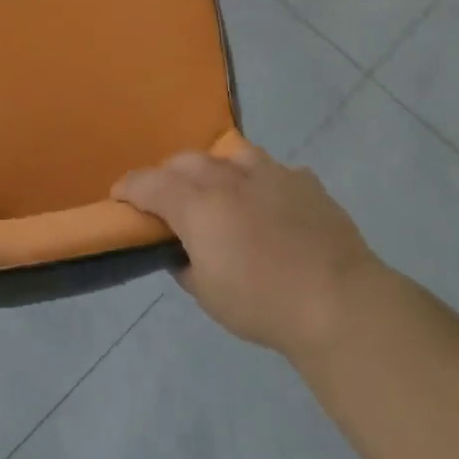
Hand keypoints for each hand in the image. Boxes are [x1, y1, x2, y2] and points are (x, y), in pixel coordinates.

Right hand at [114, 144, 379, 358]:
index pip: (149, 183)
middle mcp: (229, 179)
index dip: (128, 187)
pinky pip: (272, 170)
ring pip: (230, 154)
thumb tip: (181, 251)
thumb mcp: (207, 295)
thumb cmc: (263, 304)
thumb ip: (185, 265)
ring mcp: (271, 175)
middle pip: (186, 161)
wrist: (339, 302)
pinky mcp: (304, 182)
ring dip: (214, 168)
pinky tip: (266, 201)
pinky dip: (259, 181)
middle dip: (168, 174)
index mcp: (198, 206)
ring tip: (217, 188)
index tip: (119, 196)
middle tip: (166, 197)